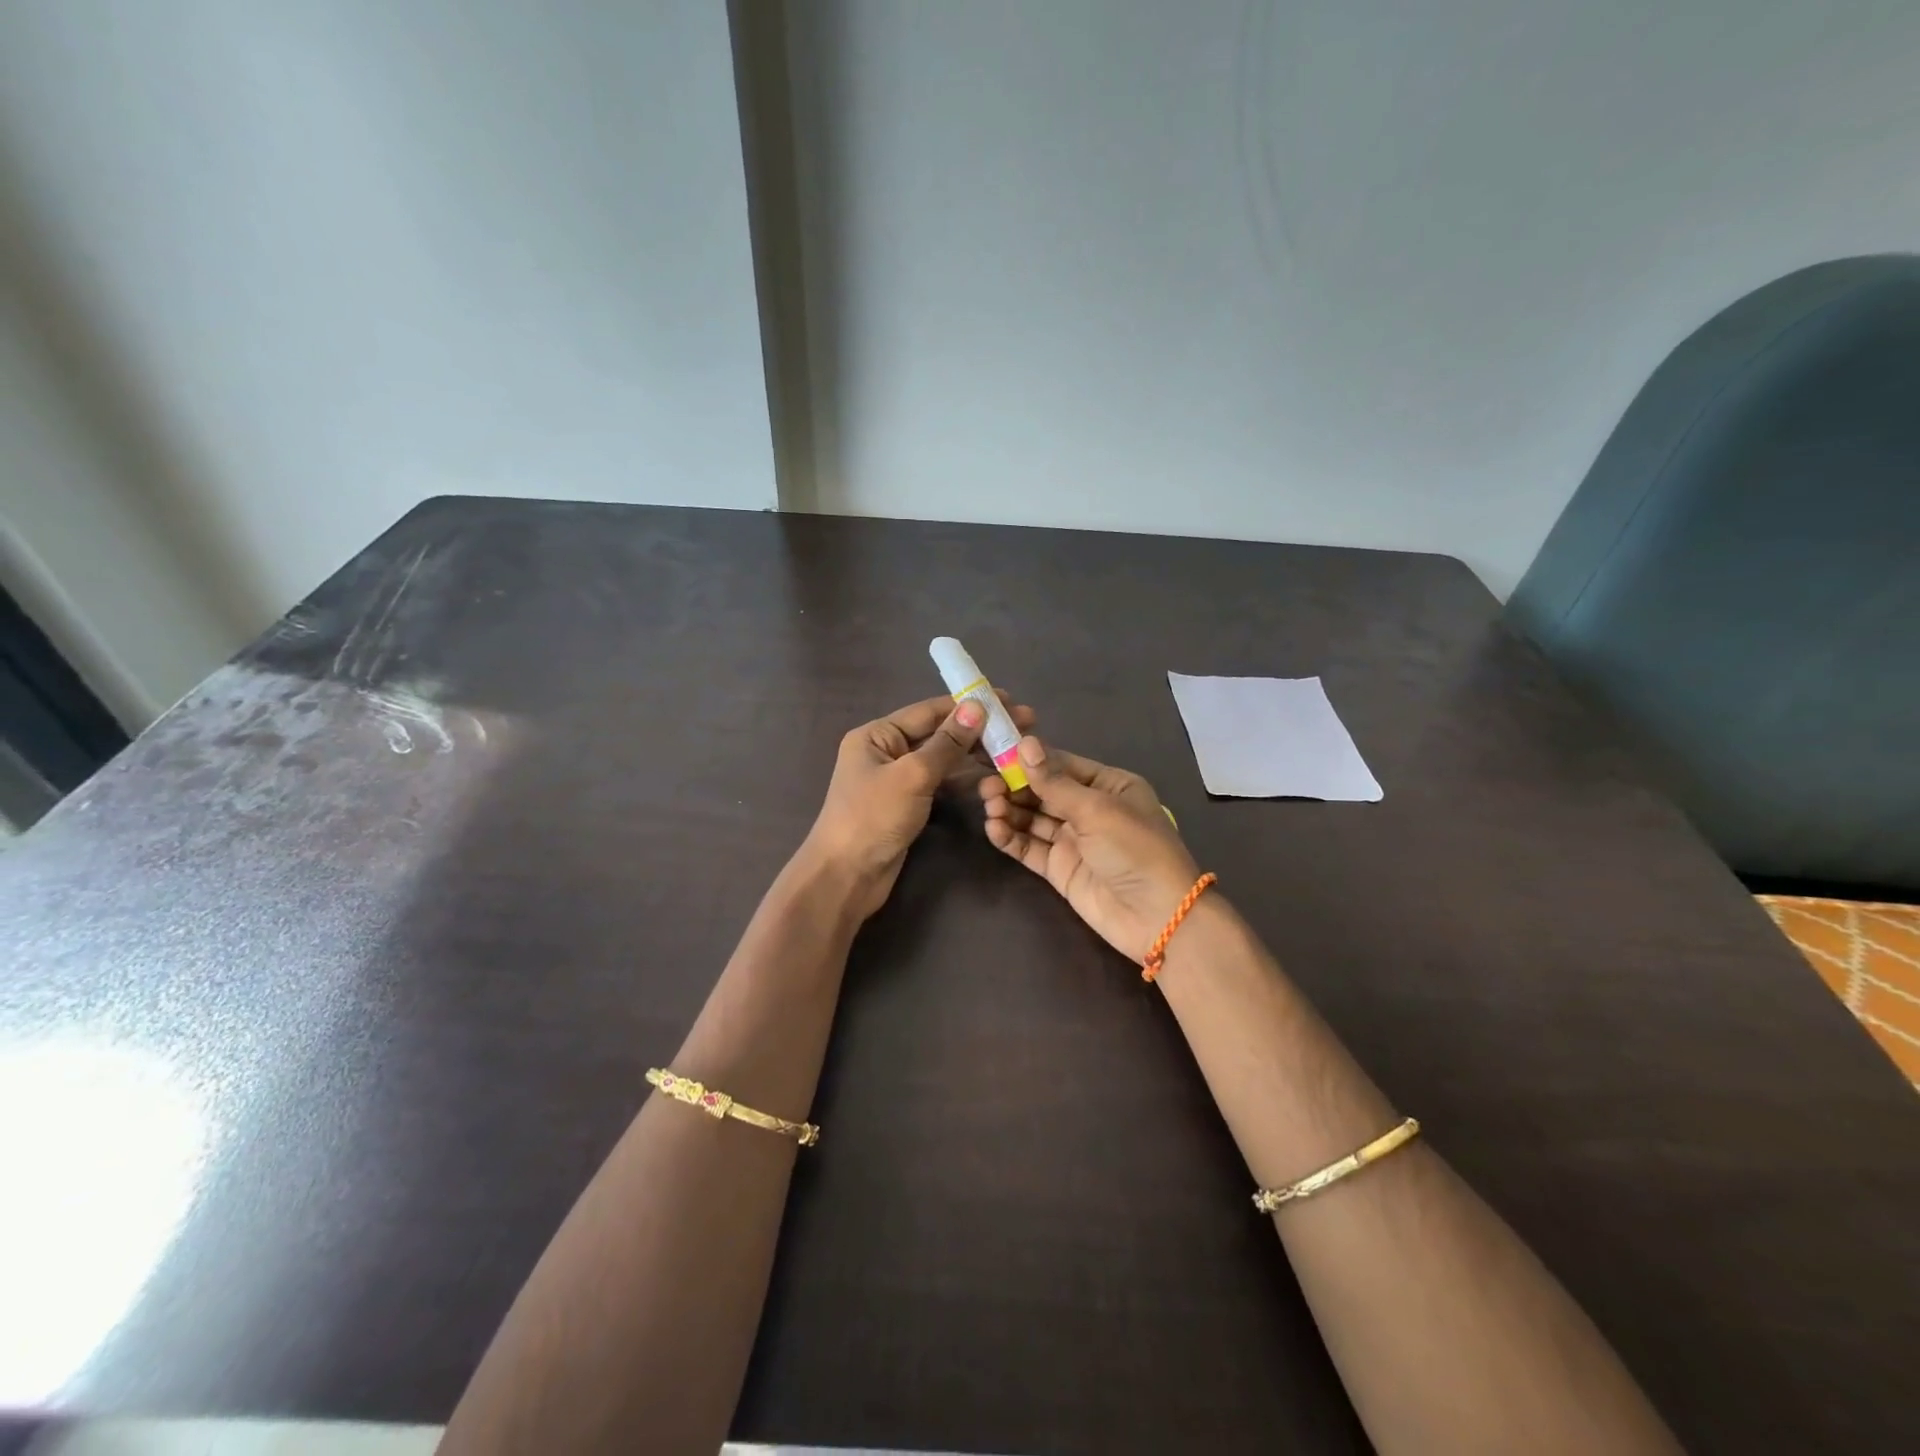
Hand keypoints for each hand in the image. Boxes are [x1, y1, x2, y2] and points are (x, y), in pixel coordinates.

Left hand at [805, 691, 1036, 921]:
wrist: (847, 877)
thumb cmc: (873, 818)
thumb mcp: (912, 775)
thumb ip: (946, 742)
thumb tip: (976, 707)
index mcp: (877, 735)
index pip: (929, 711)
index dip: (969, 705)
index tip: (1008, 700)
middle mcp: (886, 751)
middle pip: (938, 733)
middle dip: (978, 729)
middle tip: (1023, 725)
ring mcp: (897, 779)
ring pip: (942, 759)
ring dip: (975, 753)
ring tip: (1014, 749)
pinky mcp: (908, 804)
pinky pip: (940, 782)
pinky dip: (964, 778)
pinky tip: (993, 775)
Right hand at [980, 736, 1200, 963]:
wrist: (1156, 917)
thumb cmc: (1134, 849)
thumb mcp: (1096, 809)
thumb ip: (1055, 782)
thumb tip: (1025, 744)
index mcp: (1108, 785)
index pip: (1061, 764)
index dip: (1028, 758)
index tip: (994, 751)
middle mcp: (1089, 809)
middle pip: (1042, 790)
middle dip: (1014, 786)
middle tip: (986, 786)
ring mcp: (1073, 840)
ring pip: (1032, 818)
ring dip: (1009, 810)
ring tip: (989, 807)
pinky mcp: (1059, 868)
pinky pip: (1029, 846)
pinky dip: (1010, 837)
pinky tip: (993, 828)